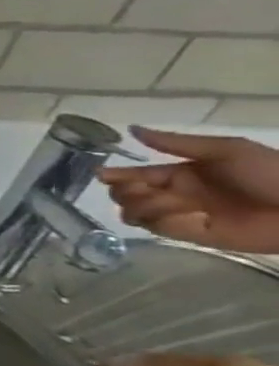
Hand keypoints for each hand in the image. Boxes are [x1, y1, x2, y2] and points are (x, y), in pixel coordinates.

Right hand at [99, 128, 278, 252]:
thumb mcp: (225, 150)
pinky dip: (166, 221)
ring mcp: (182, 216)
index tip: (102, 175)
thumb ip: (176, 143)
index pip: (134, 175)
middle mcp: (174, 195)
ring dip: (143, 206)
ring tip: (171, 204)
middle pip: (125, 196)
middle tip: (142, 189)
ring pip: (134, 213)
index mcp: (179, 174)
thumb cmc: (271, 173)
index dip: (115, 175)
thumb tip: (131, 130)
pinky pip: (160, 228)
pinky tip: (189, 216)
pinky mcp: (192, 235)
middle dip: (124, 192)